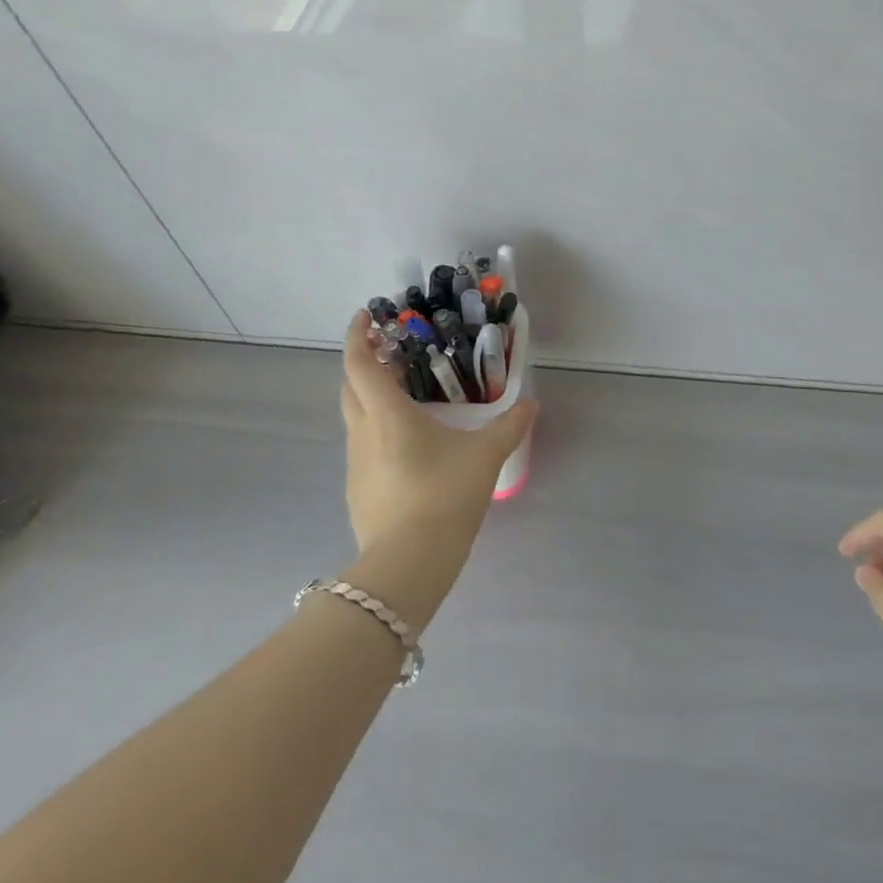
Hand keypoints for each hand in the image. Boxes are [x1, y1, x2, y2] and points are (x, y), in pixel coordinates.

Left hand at [339, 311, 535, 560]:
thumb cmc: (444, 496)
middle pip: (351, 387)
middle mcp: (363, 433)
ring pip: (357, 418)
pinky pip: (364, 447)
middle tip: (396, 355)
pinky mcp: (358, 491)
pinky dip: (378, 432)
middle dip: (367, 365)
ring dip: (373, 400)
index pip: (359, 363)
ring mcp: (355, 464)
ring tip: (408, 399)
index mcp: (387, 414)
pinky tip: (409, 448)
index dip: (358, 335)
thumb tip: (531, 404)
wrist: (408, 565)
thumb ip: (510, 426)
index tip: (367, 316)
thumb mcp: (485, 456)